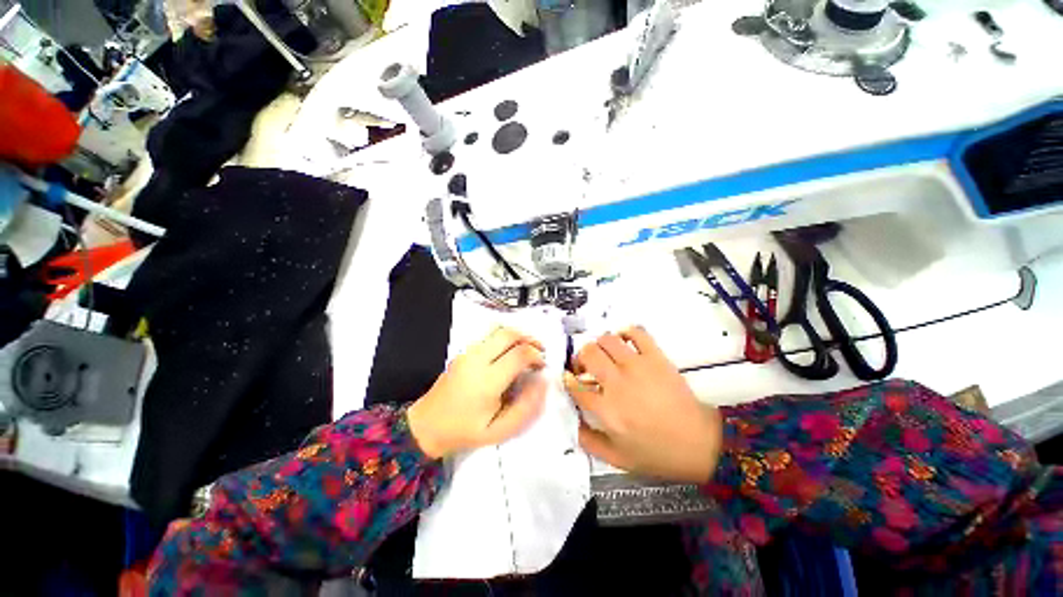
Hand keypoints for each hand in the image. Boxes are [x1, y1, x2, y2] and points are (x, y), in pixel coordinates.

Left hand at [408, 327, 546, 458]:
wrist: (426, 425)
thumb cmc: (465, 431)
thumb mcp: (500, 430)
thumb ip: (526, 407)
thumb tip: (543, 381)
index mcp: (487, 381)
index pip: (519, 354)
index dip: (536, 356)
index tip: (542, 366)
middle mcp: (476, 360)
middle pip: (509, 334)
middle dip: (530, 338)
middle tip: (540, 351)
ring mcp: (467, 353)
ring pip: (498, 330)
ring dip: (518, 335)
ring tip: (527, 349)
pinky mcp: (463, 351)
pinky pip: (489, 336)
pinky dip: (505, 338)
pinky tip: (510, 352)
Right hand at [564, 327, 721, 482]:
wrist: (699, 443)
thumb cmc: (657, 453)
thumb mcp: (617, 459)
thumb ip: (588, 441)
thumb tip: (571, 421)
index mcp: (607, 411)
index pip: (575, 386)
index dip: (567, 379)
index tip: (569, 377)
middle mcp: (618, 384)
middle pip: (588, 354)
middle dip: (580, 358)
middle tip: (585, 366)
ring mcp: (638, 366)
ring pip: (607, 340)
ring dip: (599, 345)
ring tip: (604, 355)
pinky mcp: (656, 357)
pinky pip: (636, 332)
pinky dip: (625, 332)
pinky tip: (623, 343)